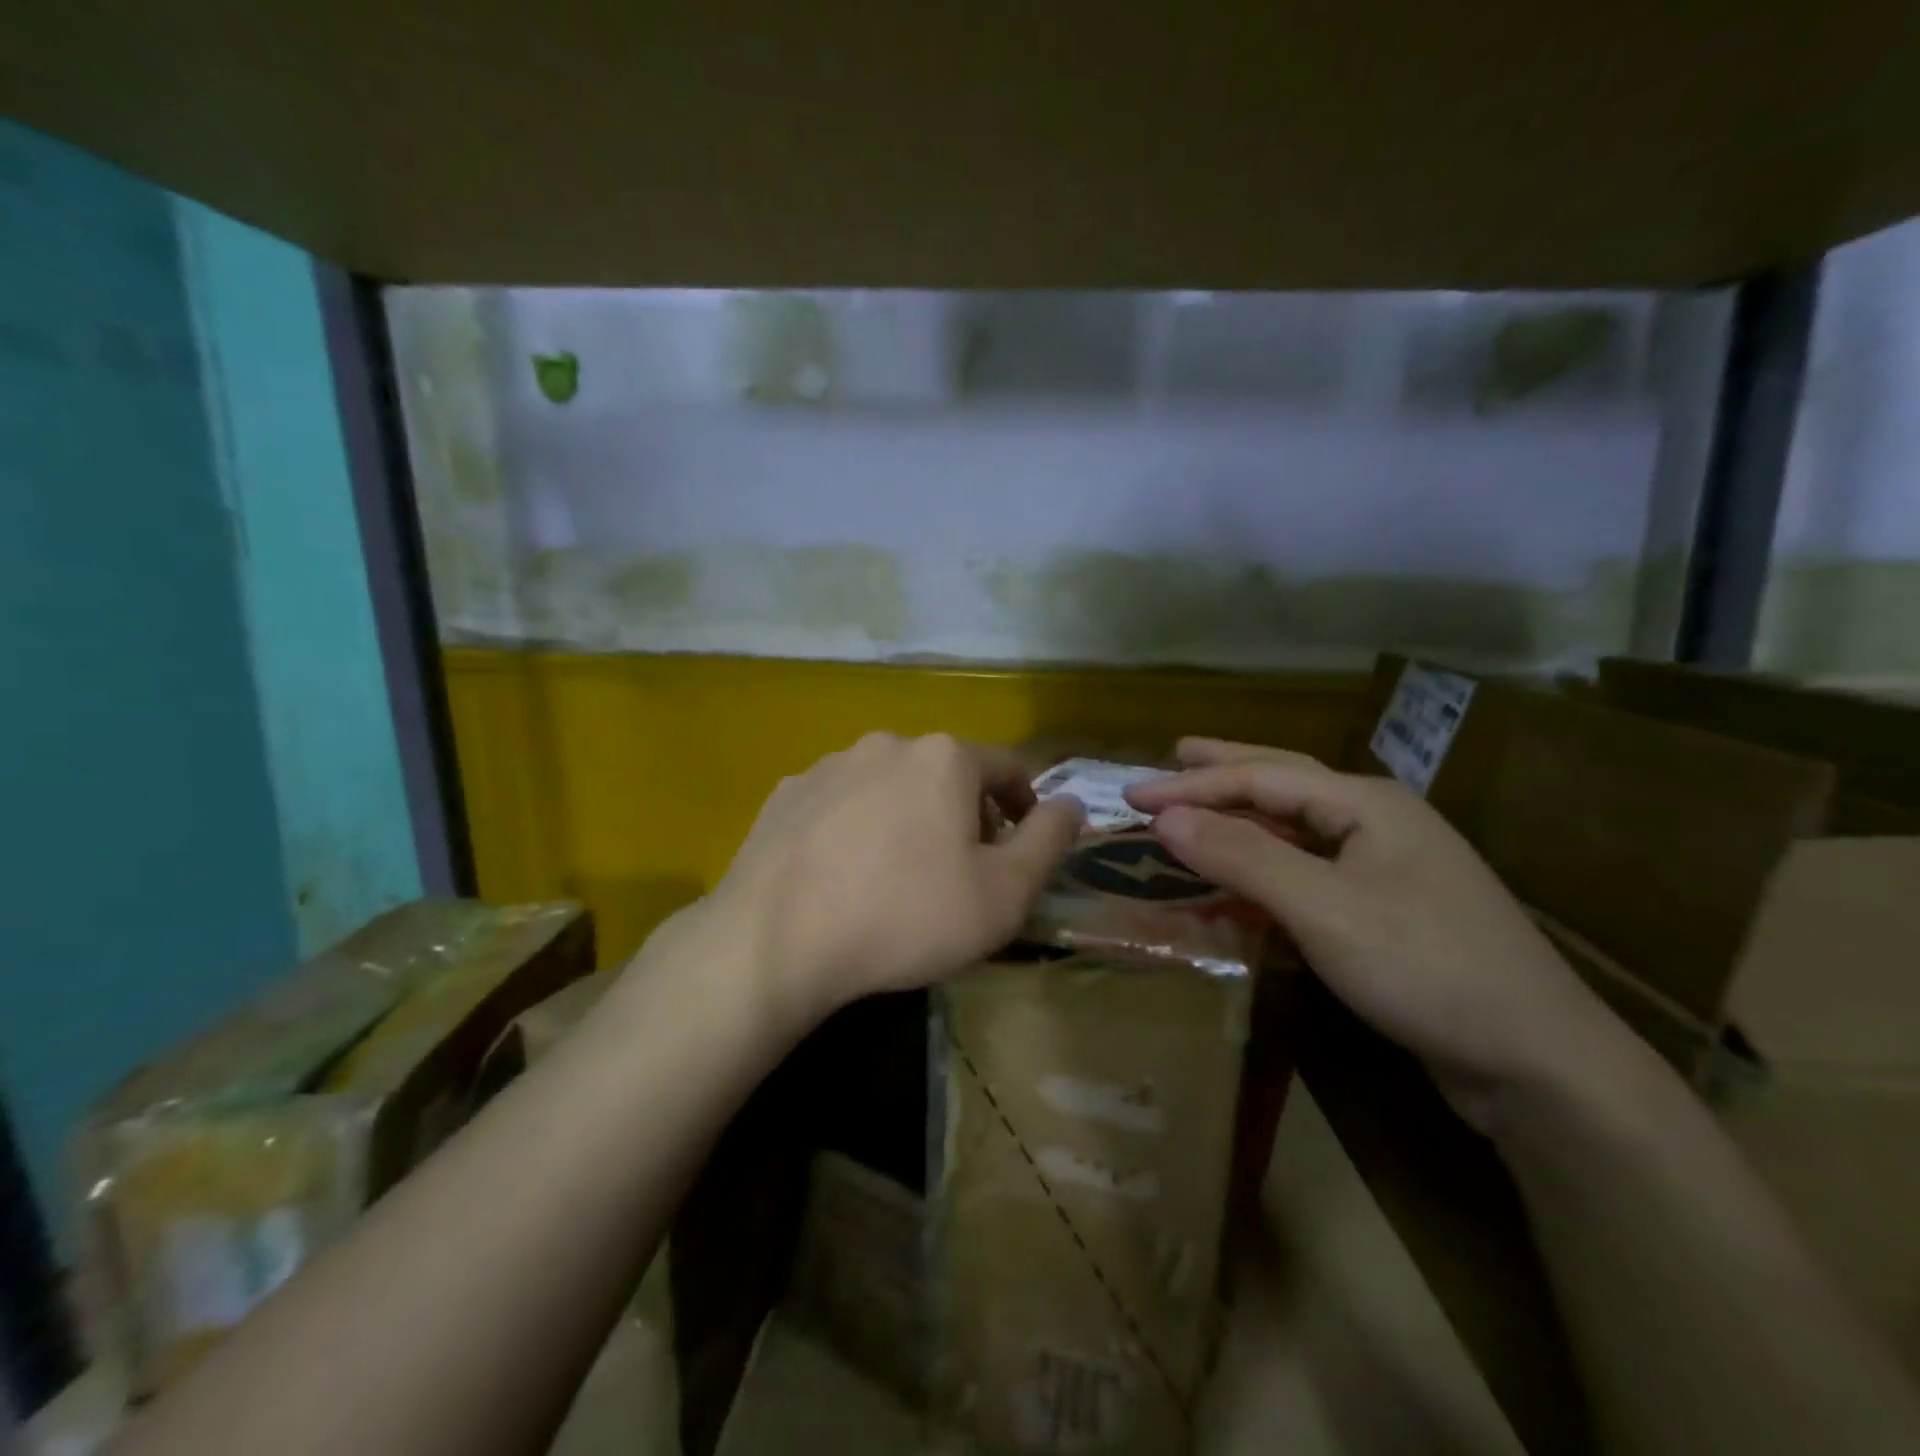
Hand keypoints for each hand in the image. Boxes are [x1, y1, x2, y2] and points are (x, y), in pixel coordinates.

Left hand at [686, 732, 1083, 1030]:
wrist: (776, 940)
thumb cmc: (905, 916)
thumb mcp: (1003, 894)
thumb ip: (1049, 842)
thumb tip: (1072, 804)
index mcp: (946, 758)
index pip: (1009, 767)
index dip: (1025, 807)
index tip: (1020, 849)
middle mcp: (888, 744)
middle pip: (948, 773)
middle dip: (967, 814)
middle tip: (962, 871)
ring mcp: (830, 764)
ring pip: (892, 784)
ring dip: (910, 817)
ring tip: (900, 874)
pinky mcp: (788, 793)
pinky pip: (843, 802)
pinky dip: (859, 826)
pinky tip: (846, 873)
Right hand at [1127, 738, 1626, 1127]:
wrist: (1539, 1061)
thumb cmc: (1426, 968)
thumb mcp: (1324, 908)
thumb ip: (1242, 856)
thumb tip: (1167, 817)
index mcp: (1366, 803)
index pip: (1260, 778)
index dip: (1191, 785)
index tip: (1132, 796)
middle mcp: (1379, 820)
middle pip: (1286, 780)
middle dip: (1226, 768)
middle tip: (1175, 754)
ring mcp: (1390, 864)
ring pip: (1300, 822)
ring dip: (1246, 810)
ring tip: (1204, 798)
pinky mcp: (1390, 907)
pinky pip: (1312, 864)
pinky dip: (1269, 857)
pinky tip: (1252, 867)